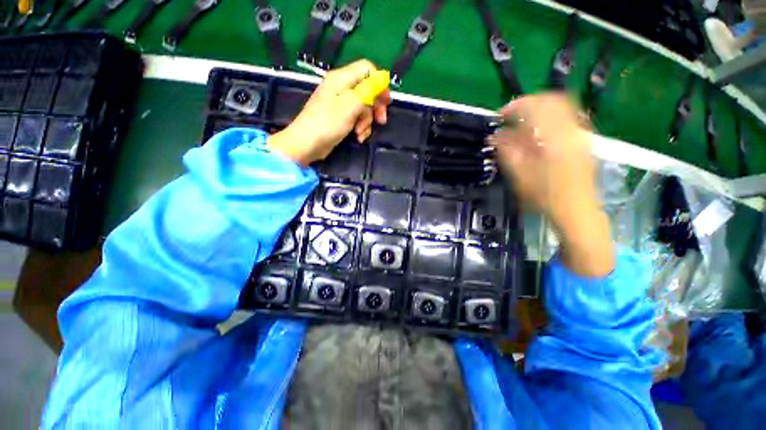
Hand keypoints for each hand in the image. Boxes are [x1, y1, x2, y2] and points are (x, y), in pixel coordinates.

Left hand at [268, 60, 390, 165]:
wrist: (307, 144)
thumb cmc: (328, 123)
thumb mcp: (351, 104)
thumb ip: (368, 90)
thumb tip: (383, 79)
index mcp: (342, 78)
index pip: (367, 69)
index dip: (380, 83)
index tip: (385, 102)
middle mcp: (342, 88)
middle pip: (368, 90)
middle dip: (375, 107)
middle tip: (380, 121)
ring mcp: (341, 104)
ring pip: (364, 108)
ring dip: (366, 122)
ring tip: (360, 133)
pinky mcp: (341, 118)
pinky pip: (357, 119)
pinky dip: (360, 128)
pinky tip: (358, 137)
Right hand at [489, 94, 612, 276]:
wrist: (576, 211)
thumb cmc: (545, 196)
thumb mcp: (519, 175)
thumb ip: (506, 151)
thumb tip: (494, 136)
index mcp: (554, 138)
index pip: (535, 107)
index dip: (514, 107)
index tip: (499, 116)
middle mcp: (571, 129)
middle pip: (552, 100)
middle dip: (528, 104)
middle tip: (511, 117)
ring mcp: (580, 133)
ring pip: (561, 106)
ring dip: (539, 109)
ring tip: (523, 122)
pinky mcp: (583, 139)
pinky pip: (567, 117)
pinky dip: (550, 117)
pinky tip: (539, 131)